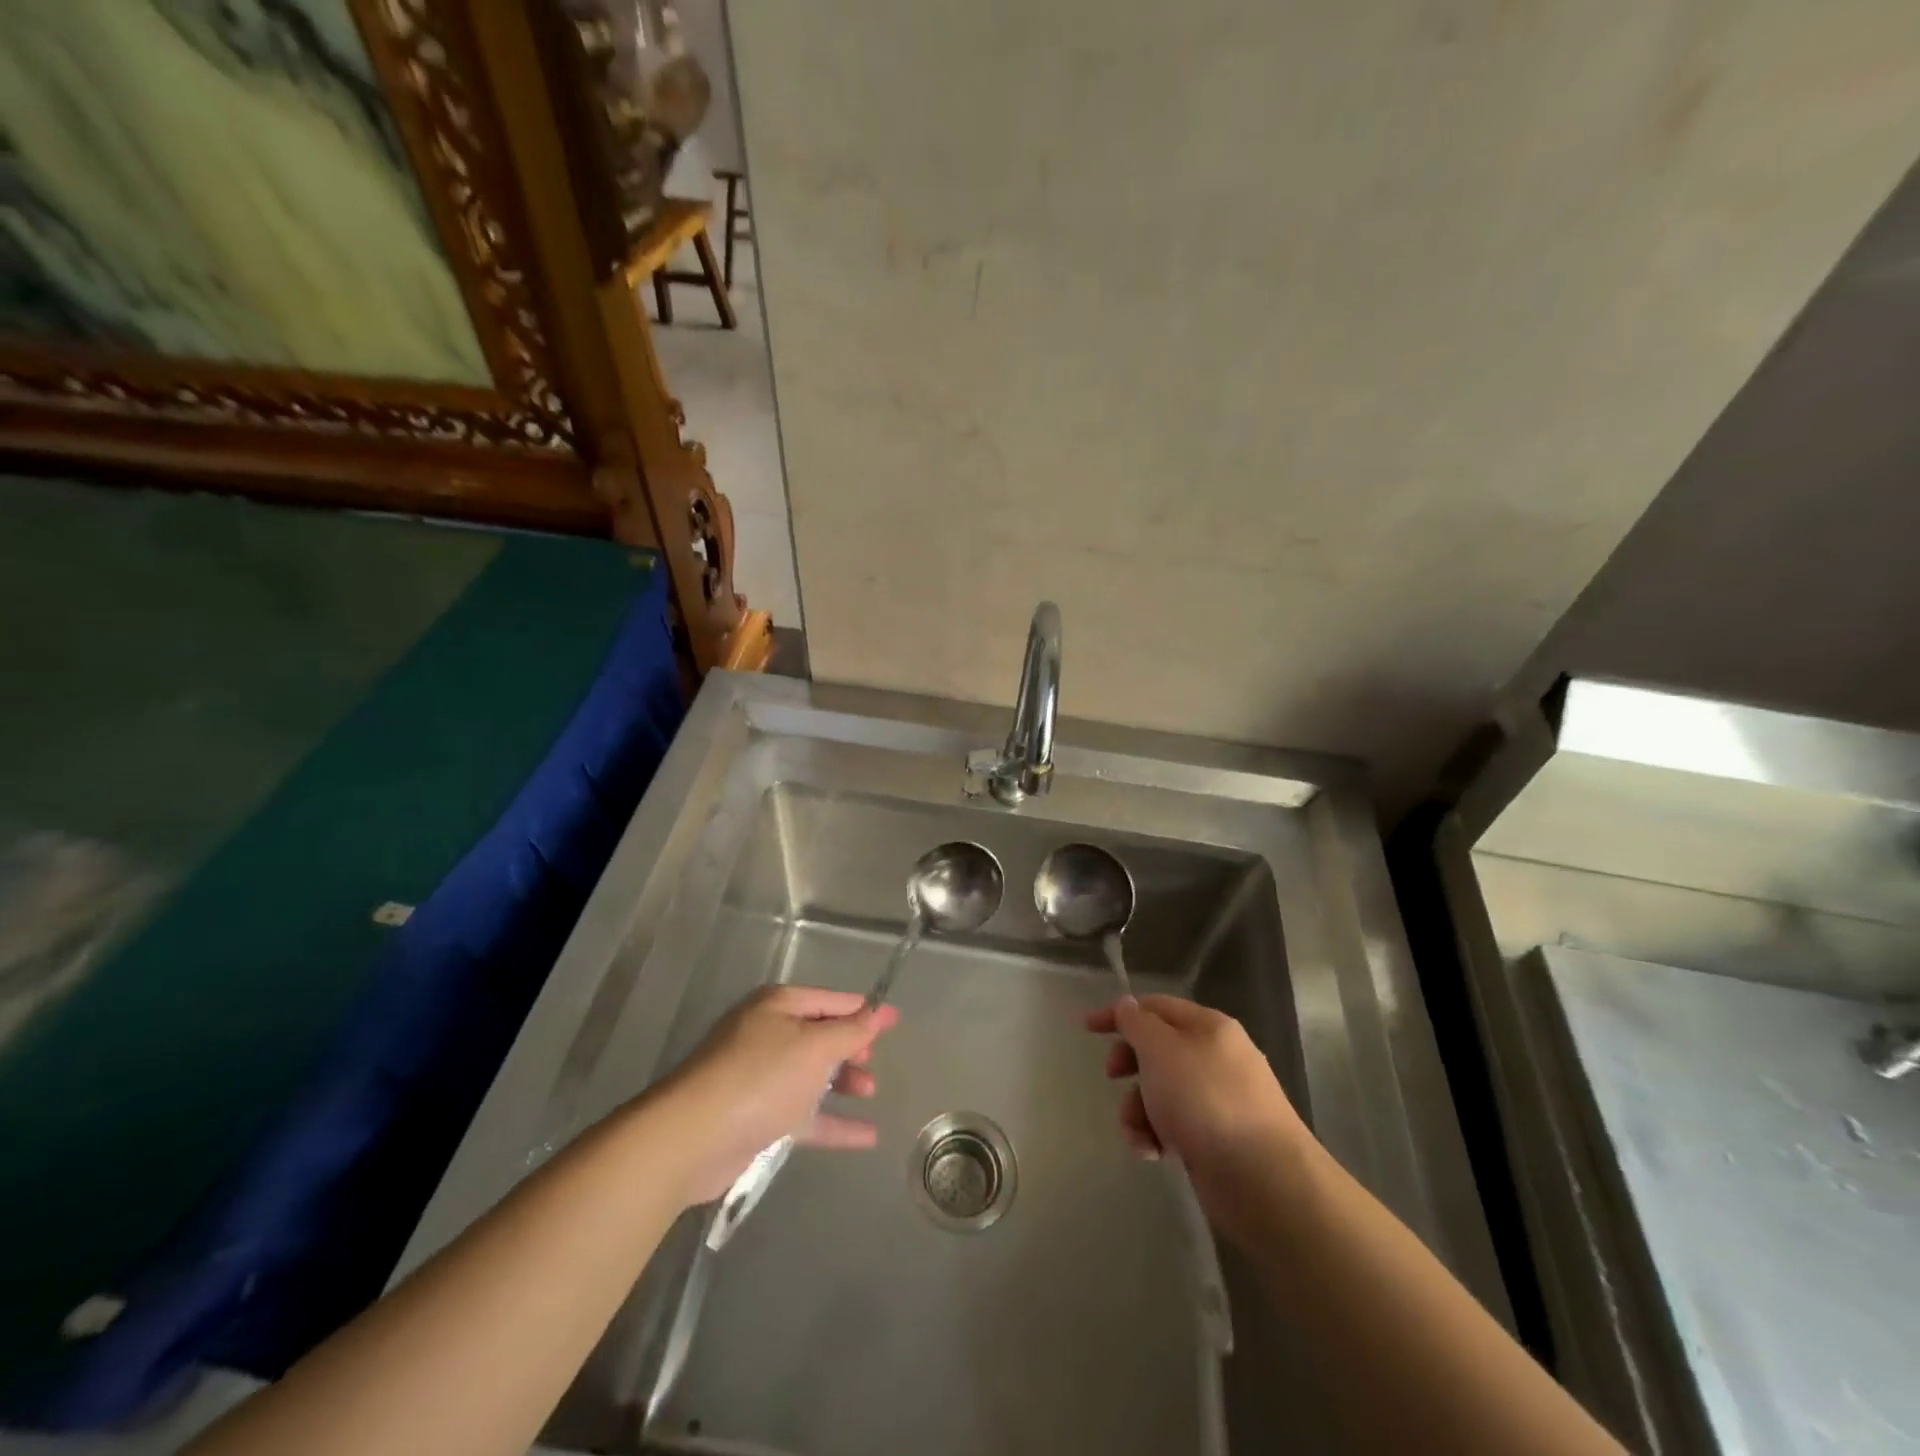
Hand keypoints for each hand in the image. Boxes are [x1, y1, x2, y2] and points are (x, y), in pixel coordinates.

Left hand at [656, 985, 899, 1204]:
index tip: (895, 1020)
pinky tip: (866, 1137)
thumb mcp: (814, 1047)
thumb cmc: (759, 1078)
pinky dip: (833, 1122)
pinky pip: (804, 1115)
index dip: (864, 1010)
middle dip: (850, 1047)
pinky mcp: (756, 1118)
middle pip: (819, 1036)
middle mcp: (767, 1035)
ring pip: (812, 1075)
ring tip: (871, 1093)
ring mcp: (760, 1078)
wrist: (692, 1138)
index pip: (831, 1000)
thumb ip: (850, 1031)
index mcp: (778, 1006)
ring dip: (843, 1082)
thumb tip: (878, 1011)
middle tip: (873, 1062)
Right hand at [1086, 994, 1311, 1238]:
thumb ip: (1137, 1024)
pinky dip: (1157, 1134)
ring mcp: (1220, 1099)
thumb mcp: (1161, 1051)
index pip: (1155, 1007)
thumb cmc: (1206, 1102)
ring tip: (1139, 1133)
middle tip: (1112, 1076)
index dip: (1119, 1013)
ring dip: (1138, 1108)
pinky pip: (1175, 1124)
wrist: (1265, 1181)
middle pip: (1158, 1048)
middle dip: (1129, 1063)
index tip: (1086, 1028)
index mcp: (1208, 1027)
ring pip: (1162, 1091)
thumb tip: (1127, 1006)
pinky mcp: (1218, 1138)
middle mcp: (1216, 1057)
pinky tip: (1154, 1152)